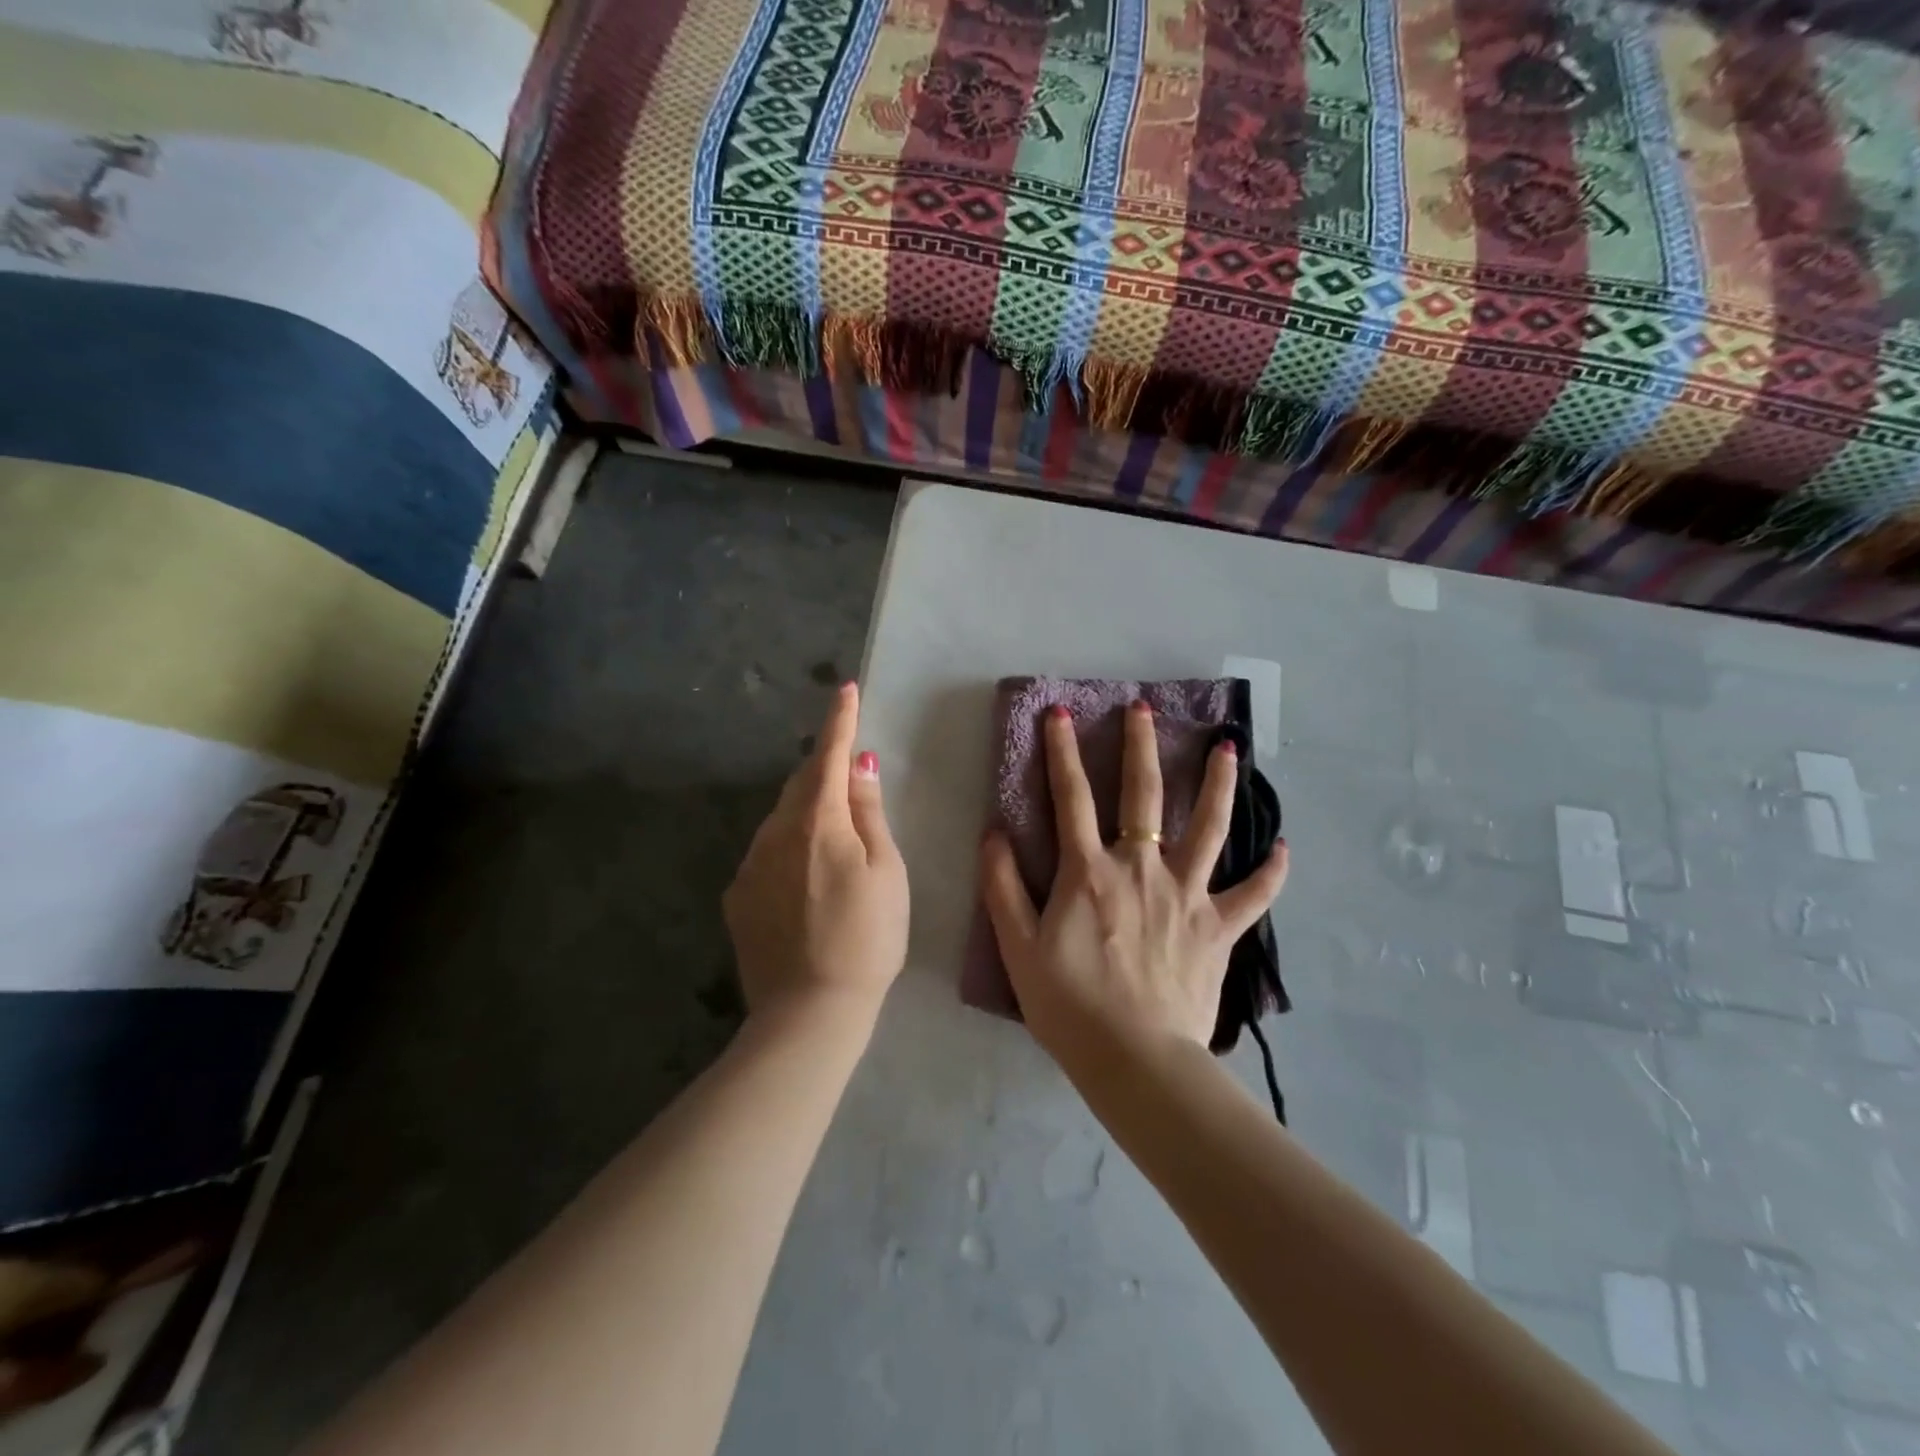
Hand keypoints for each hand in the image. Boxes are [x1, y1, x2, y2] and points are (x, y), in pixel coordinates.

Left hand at [723, 682, 908, 1020]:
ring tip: (832, 833)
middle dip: (824, 767)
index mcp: (817, 822)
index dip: (840, 722)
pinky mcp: (737, 897)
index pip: (829, 757)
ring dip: (806, 809)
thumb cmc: (867, 939)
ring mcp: (749, 865)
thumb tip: (860, 766)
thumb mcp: (886, 872)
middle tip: (848, 765)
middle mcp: (774, 833)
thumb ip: (868, 814)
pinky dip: (788, 846)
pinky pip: (766, 852)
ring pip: (781, 818)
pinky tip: (805, 878)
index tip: (845, 689)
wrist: (808, 1012)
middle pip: (801, 784)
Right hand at [980, 700, 1287, 1070]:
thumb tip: (993, 832)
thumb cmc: (1069, 1005)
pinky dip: (1271, 871)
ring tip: (1229, 748)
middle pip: (1142, 795)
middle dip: (1140, 746)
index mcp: (1089, 872)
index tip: (1060, 713)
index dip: (1062, 751)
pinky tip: (1284, 847)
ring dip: (1219, 784)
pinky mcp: (1219, 928)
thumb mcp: (1018, 947)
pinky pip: (1253, 894)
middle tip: (1143, 707)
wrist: (1135, 1060)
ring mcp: (1186, 895)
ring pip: (1209, 828)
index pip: (1071, 797)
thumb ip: (1003, 886)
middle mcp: (1141, 868)